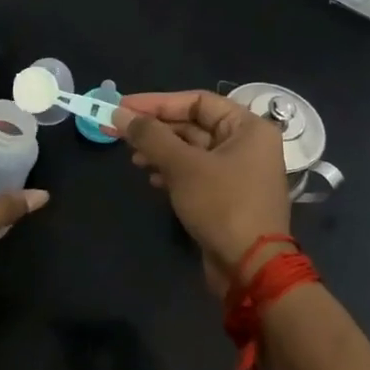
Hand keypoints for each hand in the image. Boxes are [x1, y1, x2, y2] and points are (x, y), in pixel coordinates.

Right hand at [116, 91, 291, 283]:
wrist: (250, 268)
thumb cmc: (222, 205)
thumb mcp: (183, 166)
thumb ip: (150, 136)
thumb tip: (119, 113)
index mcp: (247, 127)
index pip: (197, 101)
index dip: (157, 102)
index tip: (124, 107)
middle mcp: (246, 144)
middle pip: (193, 124)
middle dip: (156, 129)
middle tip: (120, 131)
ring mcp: (238, 171)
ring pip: (191, 150)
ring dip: (160, 151)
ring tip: (133, 158)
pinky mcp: (227, 195)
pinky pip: (195, 172)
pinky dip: (172, 171)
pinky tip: (151, 178)